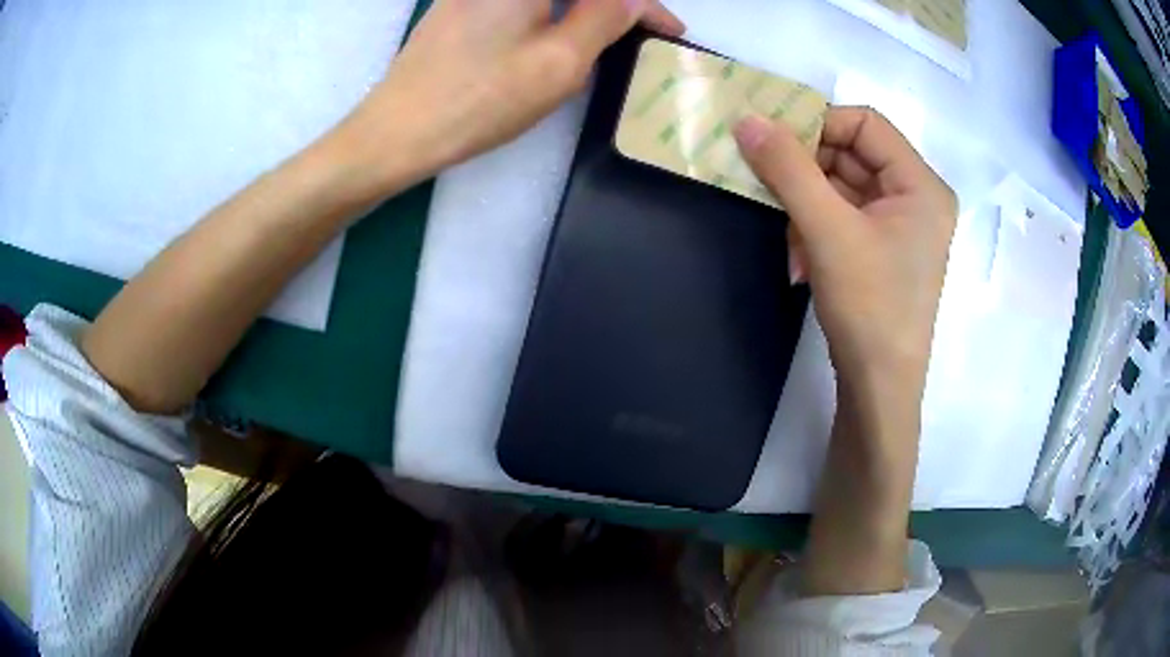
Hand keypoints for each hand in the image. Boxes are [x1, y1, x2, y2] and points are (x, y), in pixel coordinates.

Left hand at [334, 0, 683, 195]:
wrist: (396, 131)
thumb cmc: (479, 99)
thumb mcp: (559, 61)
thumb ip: (605, 18)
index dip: (644, 4)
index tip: (670, 30)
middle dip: (610, 9)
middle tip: (637, 33)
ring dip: (580, 14)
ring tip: (600, 43)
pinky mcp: (462, 7)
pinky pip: (521, 5)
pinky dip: (550, 16)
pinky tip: (554, 44)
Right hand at [735, 107, 954, 594]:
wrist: (879, 389)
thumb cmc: (869, 307)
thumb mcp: (827, 231)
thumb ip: (787, 168)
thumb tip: (746, 119)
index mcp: (922, 185)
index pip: (865, 124)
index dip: (817, 123)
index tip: (772, 140)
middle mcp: (917, 198)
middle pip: (853, 155)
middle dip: (808, 173)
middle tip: (768, 185)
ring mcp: (901, 226)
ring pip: (843, 187)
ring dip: (808, 205)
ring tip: (790, 241)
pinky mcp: (884, 250)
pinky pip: (844, 217)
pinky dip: (817, 229)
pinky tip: (800, 260)